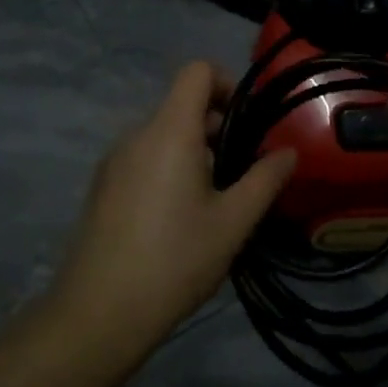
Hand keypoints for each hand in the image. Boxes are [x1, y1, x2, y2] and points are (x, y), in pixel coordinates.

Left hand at [49, 61, 296, 356]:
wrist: (98, 314)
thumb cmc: (175, 260)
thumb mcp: (233, 222)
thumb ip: (265, 179)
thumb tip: (289, 152)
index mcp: (169, 131)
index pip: (196, 71)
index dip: (226, 83)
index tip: (247, 123)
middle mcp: (137, 135)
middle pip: (181, 104)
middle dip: (217, 126)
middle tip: (240, 171)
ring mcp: (114, 161)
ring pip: (163, 134)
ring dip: (194, 151)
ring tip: (213, 200)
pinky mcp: (102, 187)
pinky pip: (144, 158)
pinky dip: (168, 168)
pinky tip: (178, 218)